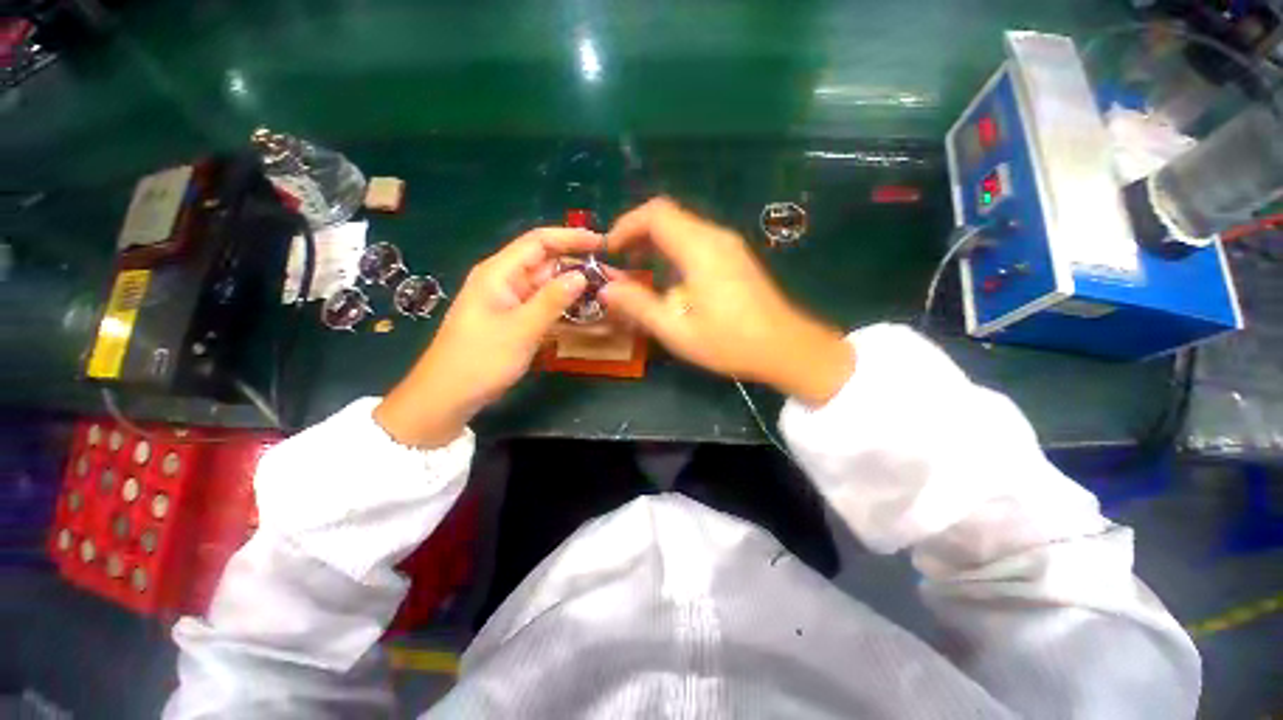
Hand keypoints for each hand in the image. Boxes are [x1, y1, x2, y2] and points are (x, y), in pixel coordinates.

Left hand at [374, 228, 600, 446]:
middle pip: (545, 264)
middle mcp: (504, 281)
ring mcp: (509, 301)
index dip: (571, 238)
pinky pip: (543, 306)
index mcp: (499, 273)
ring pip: (547, 287)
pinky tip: (583, 315)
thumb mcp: (521, 329)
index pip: (538, 242)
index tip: (602, 244)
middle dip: (576, 267)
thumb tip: (581, 275)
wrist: (448, 396)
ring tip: (603, 296)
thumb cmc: (481, 359)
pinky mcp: (514, 320)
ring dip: (572, 290)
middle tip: (610, 278)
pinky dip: (562, 308)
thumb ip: (552, 300)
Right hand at [601, 198, 853, 406]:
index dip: (626, 225)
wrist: (787, 348)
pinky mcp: (736, 257)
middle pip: (669, 216)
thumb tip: (606, 288)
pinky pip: (697, 240)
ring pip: (684, 227)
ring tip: (639, 268)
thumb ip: (638, 306)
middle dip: (638, 233)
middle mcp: (716, 237)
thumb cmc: (730, 342)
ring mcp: (730, 245)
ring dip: (656, 242)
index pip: (655, 214)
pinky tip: (670, 278)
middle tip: (621, 260)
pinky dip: (674, 250)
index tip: (609, 249)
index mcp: (699, 249)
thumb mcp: (677, 330)